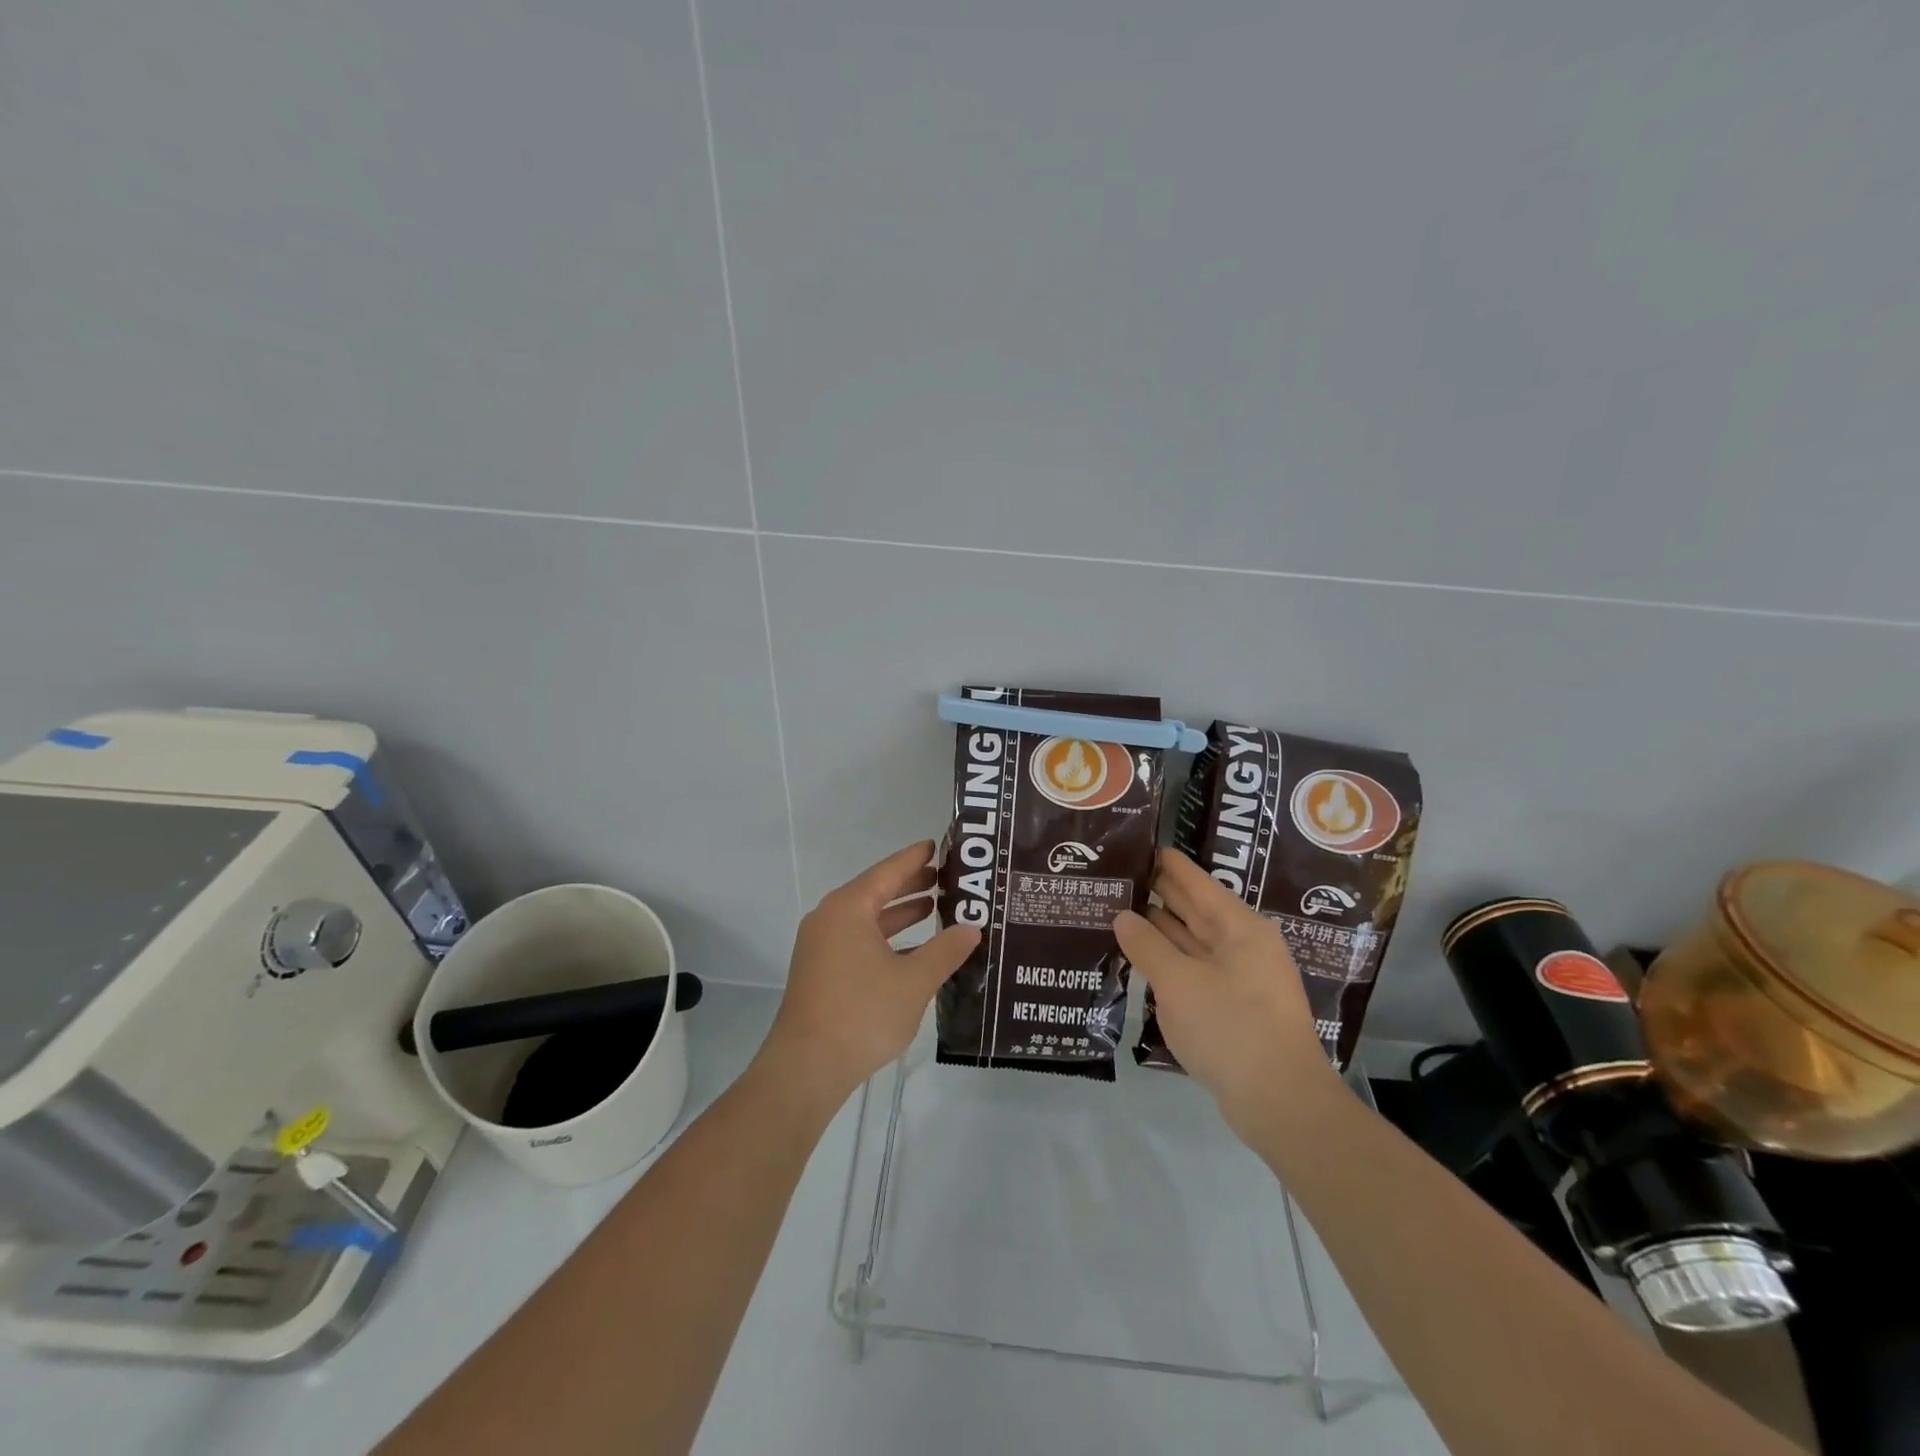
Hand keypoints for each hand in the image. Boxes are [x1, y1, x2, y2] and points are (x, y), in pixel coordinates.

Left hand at [758, 841, 979, 1105]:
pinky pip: (858, 940)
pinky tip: (912, 950)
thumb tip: (971, 928)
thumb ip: (945, 950)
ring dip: (899, 913)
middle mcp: (830, 919)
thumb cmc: (862, 1013)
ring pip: (866, 918)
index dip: (914, 858)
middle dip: (910, 884)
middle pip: (875, 891)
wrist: (807, 1067)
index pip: (887, 871)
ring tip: (934, 907)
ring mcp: (821, 946)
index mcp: (849, 908)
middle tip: (945, 877)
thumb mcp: (914, 981)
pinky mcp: (820, 971)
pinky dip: (885, 938)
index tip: (937, 845)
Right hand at [1115, 849, 1339, 1138]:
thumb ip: (1147, 946)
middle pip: (1194, 909)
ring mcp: (1240, 977)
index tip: (1133, 845)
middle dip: (1157, 894)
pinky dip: (1169, 962)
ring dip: (1159, 930)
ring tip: (1117, 913)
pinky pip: (1195, 971)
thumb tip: (1123, 917)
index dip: (1164, 863)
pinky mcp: (1234, 1007)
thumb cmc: (1232, 1029)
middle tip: (1116, 878)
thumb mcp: (1179, 983)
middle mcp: (1243, 945)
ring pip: (1192, 942)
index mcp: (1239, 927)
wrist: (1282, 1103)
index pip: (1195, 881)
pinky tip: (1140, 960)